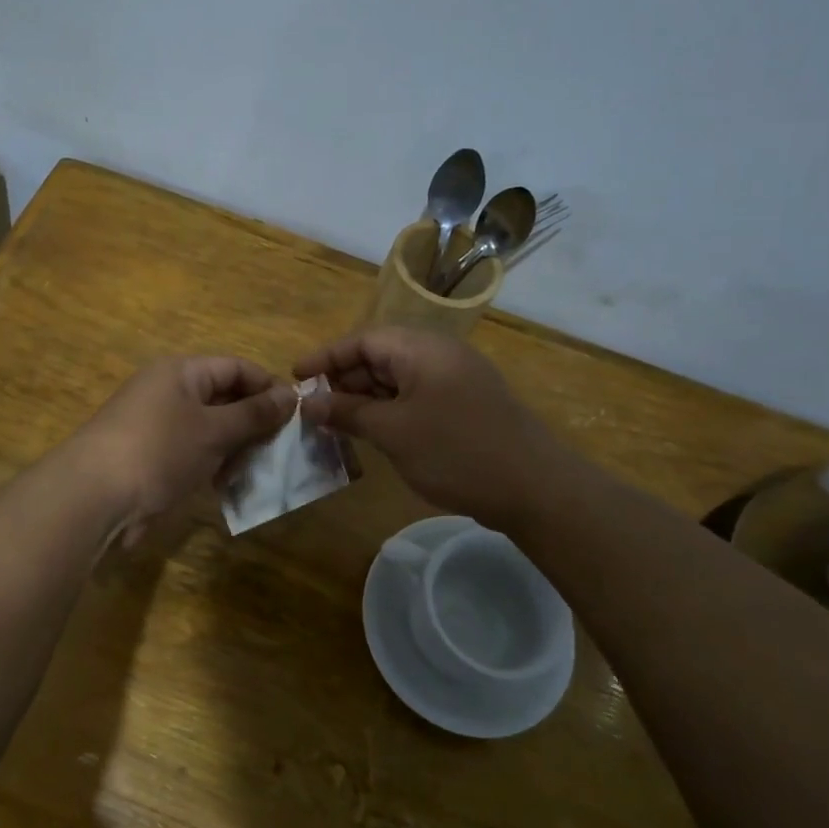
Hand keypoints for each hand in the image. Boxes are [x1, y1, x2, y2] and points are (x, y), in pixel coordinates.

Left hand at [70, 357, 293, 544]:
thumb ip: (254, 414)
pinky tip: (232, 485)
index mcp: (180, 372)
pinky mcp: (152, 459)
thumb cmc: (160, 450)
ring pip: (210, 430)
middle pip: (223, 398)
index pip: (235, 367)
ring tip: (263, 468)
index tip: (298, 413)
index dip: (267, 386)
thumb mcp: (214, 429)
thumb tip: (291, 396)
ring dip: (237, 447)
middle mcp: (168, 392)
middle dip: (254, 421)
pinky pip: (194, 454)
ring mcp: (158, 427)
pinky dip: (215, 465)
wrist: (95, 497)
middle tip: (285, 447)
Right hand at [293, 327, 569, 530]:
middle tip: (311, 408)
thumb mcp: (392, 432)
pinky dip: (388, 411)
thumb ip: (347, 413)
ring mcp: (454, 381)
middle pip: (378, 357)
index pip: (362, 339)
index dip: (325, 357)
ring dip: (363, 399)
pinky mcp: (463, 406)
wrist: (534, 488)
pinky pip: (414, 398)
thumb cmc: (456, 451)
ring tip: (333, 424)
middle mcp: (438, 355)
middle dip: (342, 380)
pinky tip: (370, 434)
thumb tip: (307, 404)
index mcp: (422, 348)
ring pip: (396, 380)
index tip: (294, 376)